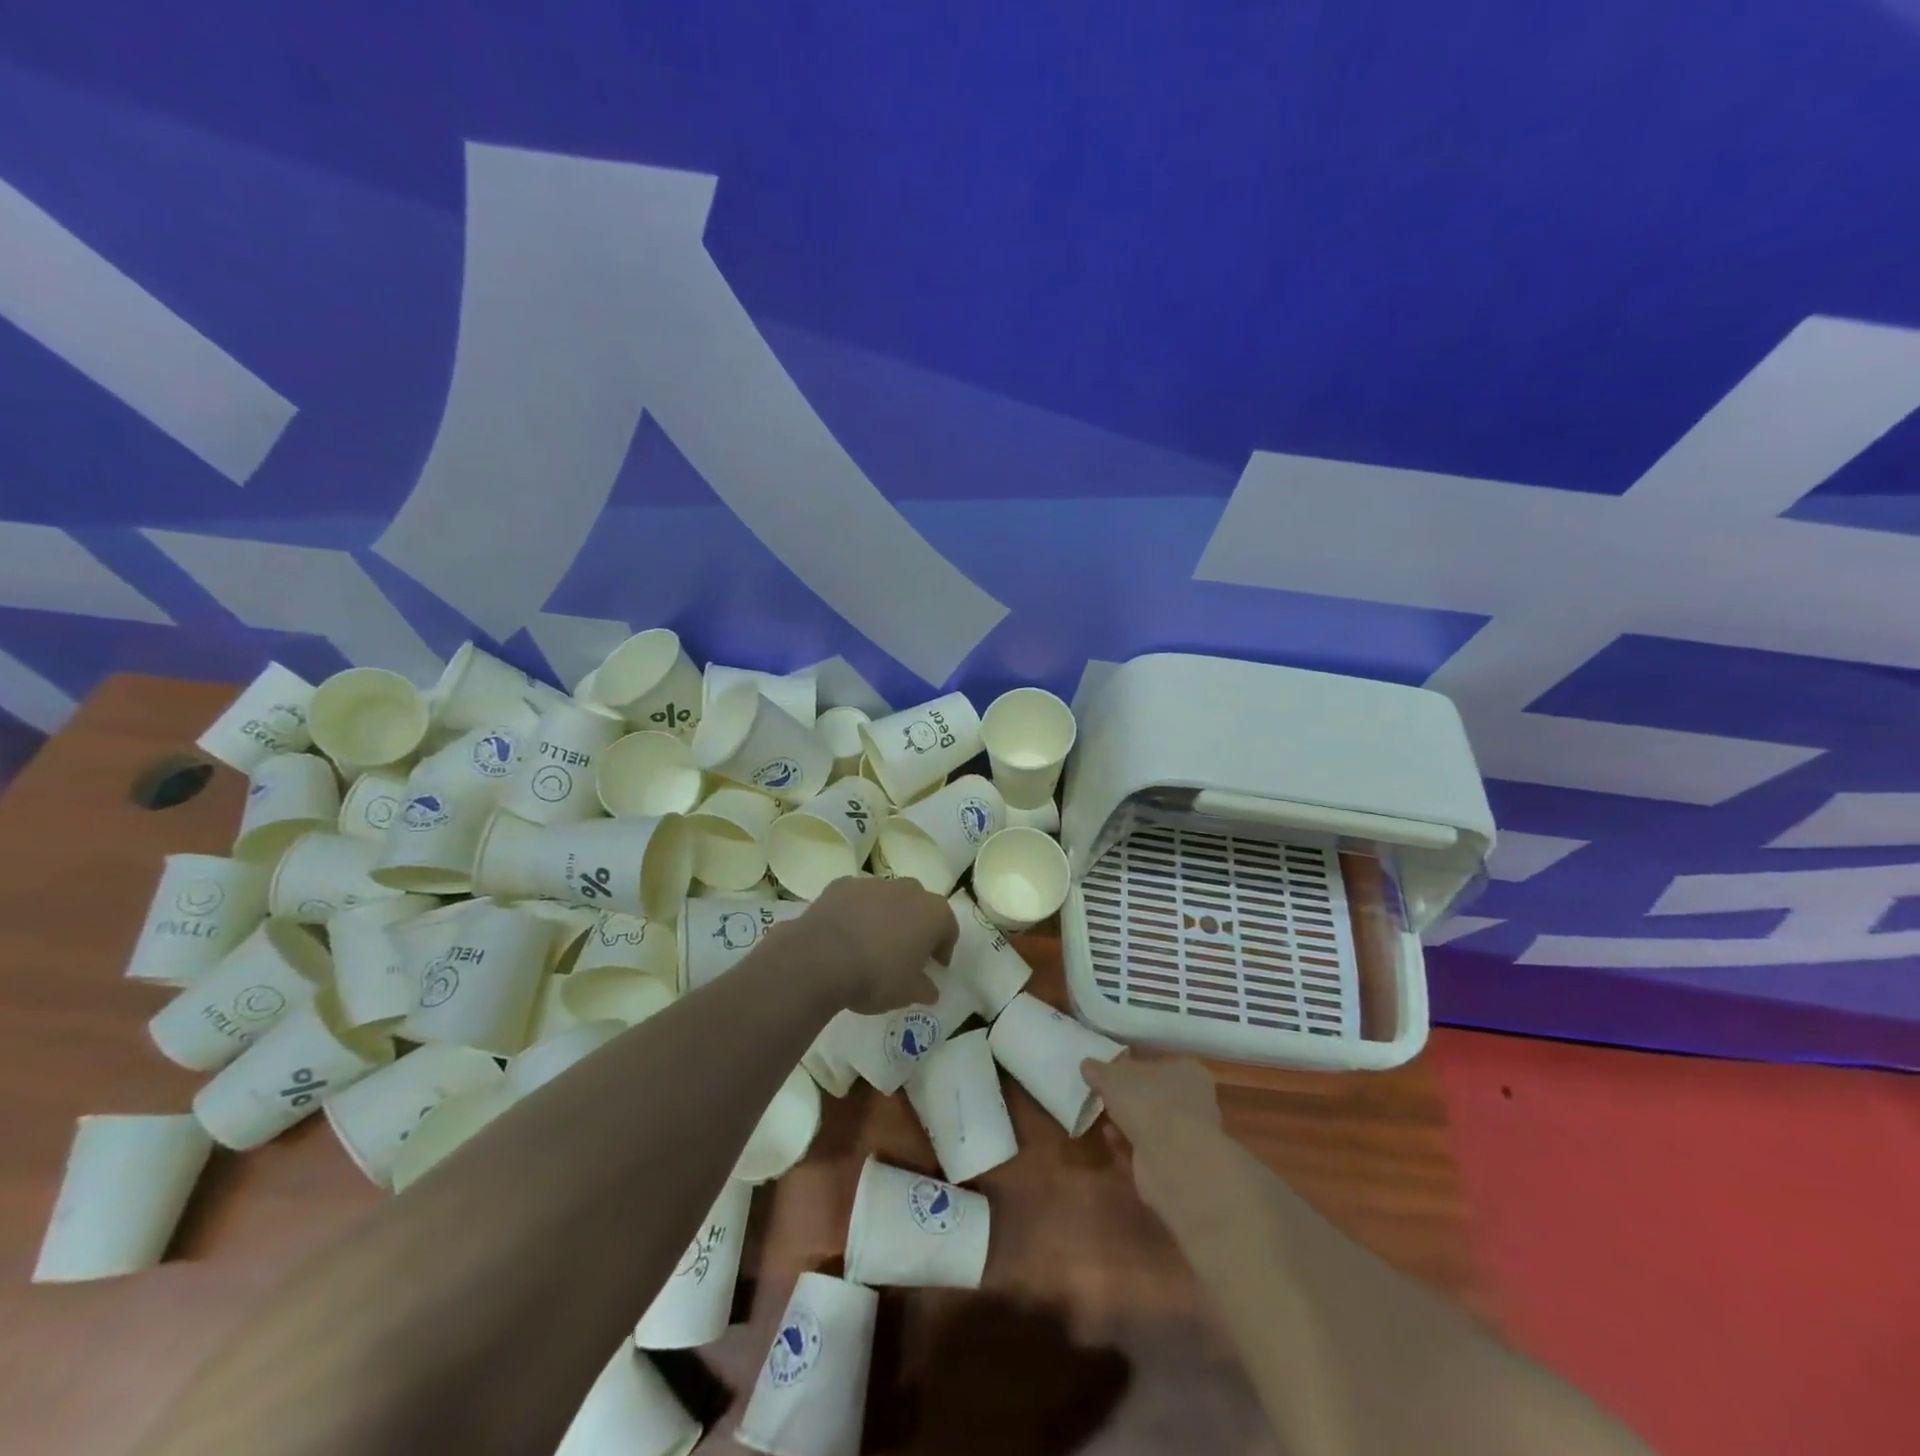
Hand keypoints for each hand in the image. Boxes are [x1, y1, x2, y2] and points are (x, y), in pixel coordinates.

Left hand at [795, 876, 955, 1013]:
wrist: (820, 958)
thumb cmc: (875, 976)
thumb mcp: (906, 993)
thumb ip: (924, 988)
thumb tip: (930, 990)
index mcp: (932, 913)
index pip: (948, 927)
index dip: (943, 947)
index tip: (935, 965)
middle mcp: (907, 890)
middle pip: (919, 905)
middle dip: (916, 924)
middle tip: (906, 951)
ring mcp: (873, 883)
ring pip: (887, 897)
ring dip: (886, 915)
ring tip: (872, 941)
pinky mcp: (842, 884)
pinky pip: (857, 898)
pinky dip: (856, 911)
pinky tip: (845, 933)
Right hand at [1082, 1054, 1221, 1219]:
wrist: (1173, 1161)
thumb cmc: (1148, 1102)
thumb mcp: (1112, 1076)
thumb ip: (1099, 1070)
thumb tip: (1087, 1064)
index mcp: (1187, 1071)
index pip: (1158, 1063)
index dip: (1133, 1066)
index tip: (1110, 1071)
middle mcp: (1193, 1100)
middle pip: (1154, 1094)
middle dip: (1128, 1097)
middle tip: (1102, 1095)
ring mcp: (1186, 1135)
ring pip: (1150, 1123)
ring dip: (1126, 1122)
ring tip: (1102, 1119)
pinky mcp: (1176, 1164)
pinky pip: (1146, 1149)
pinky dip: (1128, 1145)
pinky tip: (1110, 1140)